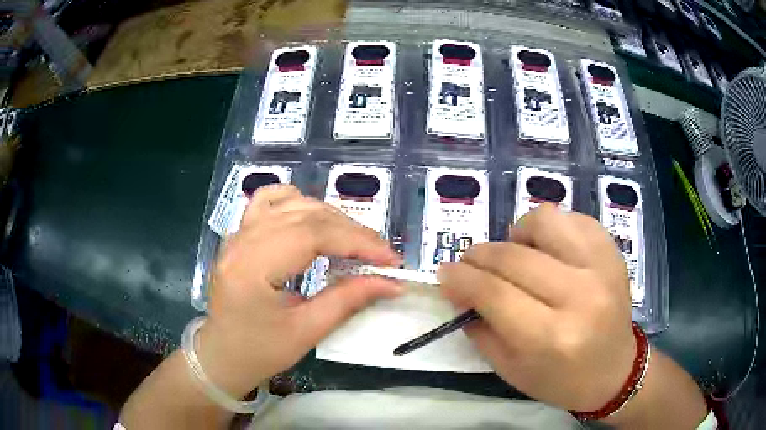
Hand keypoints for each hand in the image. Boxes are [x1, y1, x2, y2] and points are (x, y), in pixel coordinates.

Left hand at [198, 185, 402, 394]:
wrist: (221, 355)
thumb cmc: (259, 352)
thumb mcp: (306, 332)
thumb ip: (348, 301)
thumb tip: (390, 283)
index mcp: (252, 267)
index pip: (312, 235)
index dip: (357, 242)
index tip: (390, 260)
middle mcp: (242, 241)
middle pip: (305, 215)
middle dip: (351, 231)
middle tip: (381, 254)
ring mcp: (237, 234)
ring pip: (291, 203)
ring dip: (330, 216)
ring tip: (354, 241)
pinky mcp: (240, 235)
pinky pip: (268, 201)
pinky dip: (296, 202)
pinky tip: (312, 217)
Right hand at [438, 203, 634, 411]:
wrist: (615, 371)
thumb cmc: (561, 380)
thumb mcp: (510, 369)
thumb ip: (480, 328)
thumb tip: (457, 290)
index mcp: (551, 337)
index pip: (494, 293)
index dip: (461, 278)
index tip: (445, 273)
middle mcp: (580, 296)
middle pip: (514, 257)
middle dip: (479, 256)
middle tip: (469, 264)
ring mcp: (602, 267)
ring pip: (545, 221)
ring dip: (518, 234)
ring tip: (517, 254)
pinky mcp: (613, 252)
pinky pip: (573, 218)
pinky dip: (551, 229)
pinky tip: (547, 250)